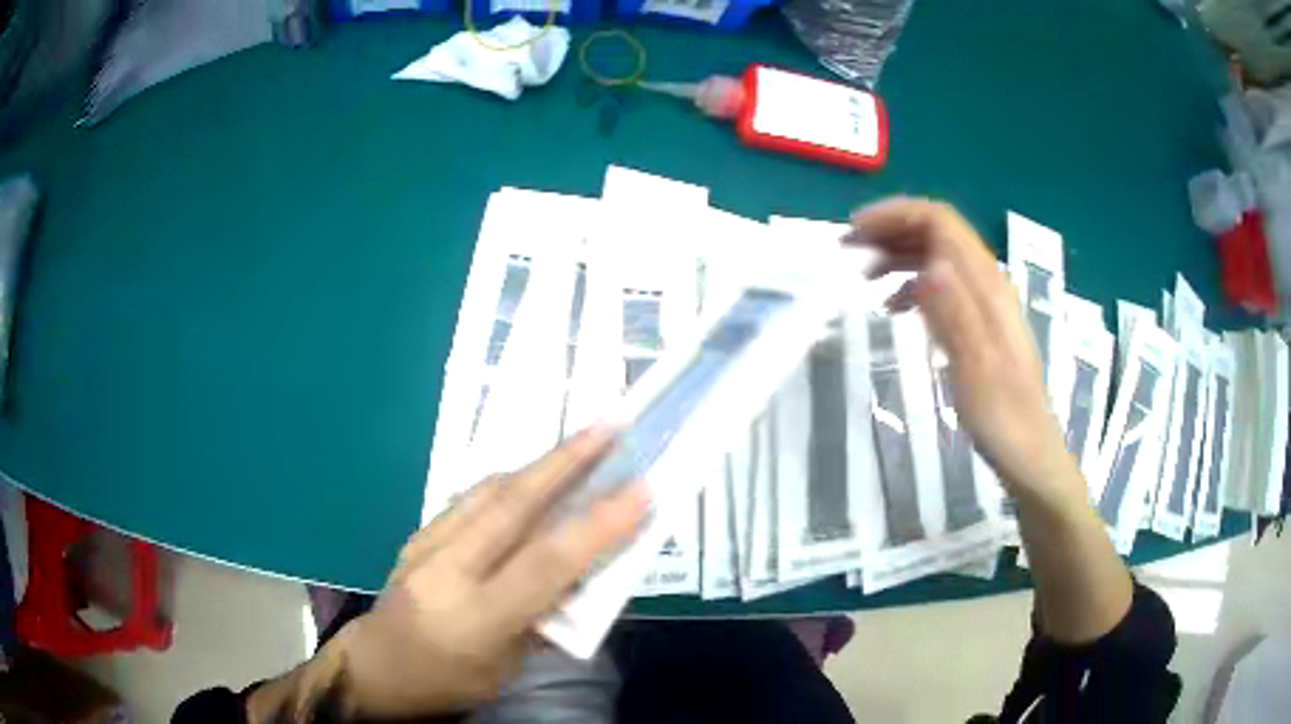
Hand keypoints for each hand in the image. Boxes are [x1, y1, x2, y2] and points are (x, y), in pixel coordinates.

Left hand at [334, 428, 647, 718]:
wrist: (377, 668)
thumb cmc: (451, 682)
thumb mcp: (509, 666)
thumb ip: (545, 615)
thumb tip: (584, 568)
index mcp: (475, 619)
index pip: (544, 565)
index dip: (596, 526)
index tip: (642, 490)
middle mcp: (446, 572)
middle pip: (511, 506)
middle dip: (566, 462)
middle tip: (609, 426)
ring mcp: (425, 545)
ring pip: (489, 491)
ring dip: (539, 464)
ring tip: (581, 444)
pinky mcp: (417, 534)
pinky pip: (471, 499)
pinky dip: (509, 483)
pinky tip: (532, 480)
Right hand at [847, 199, 1075, 496]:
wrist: (1030, 453)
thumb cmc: (1003, 418)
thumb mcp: (976, 371)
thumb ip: (955, 315)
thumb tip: (929, 267)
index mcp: (986, 287)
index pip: (940, 222)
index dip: (896, 214)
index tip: (855, 230)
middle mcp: (986, 284)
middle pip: (936, 232)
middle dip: (890, 230)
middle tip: (848, 249)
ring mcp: (983, 303)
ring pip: (936, 256)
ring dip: (898, 255)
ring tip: (862, 275)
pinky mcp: (978, 324)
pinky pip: (941, 286)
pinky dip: (911, 284)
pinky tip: (892, 307)